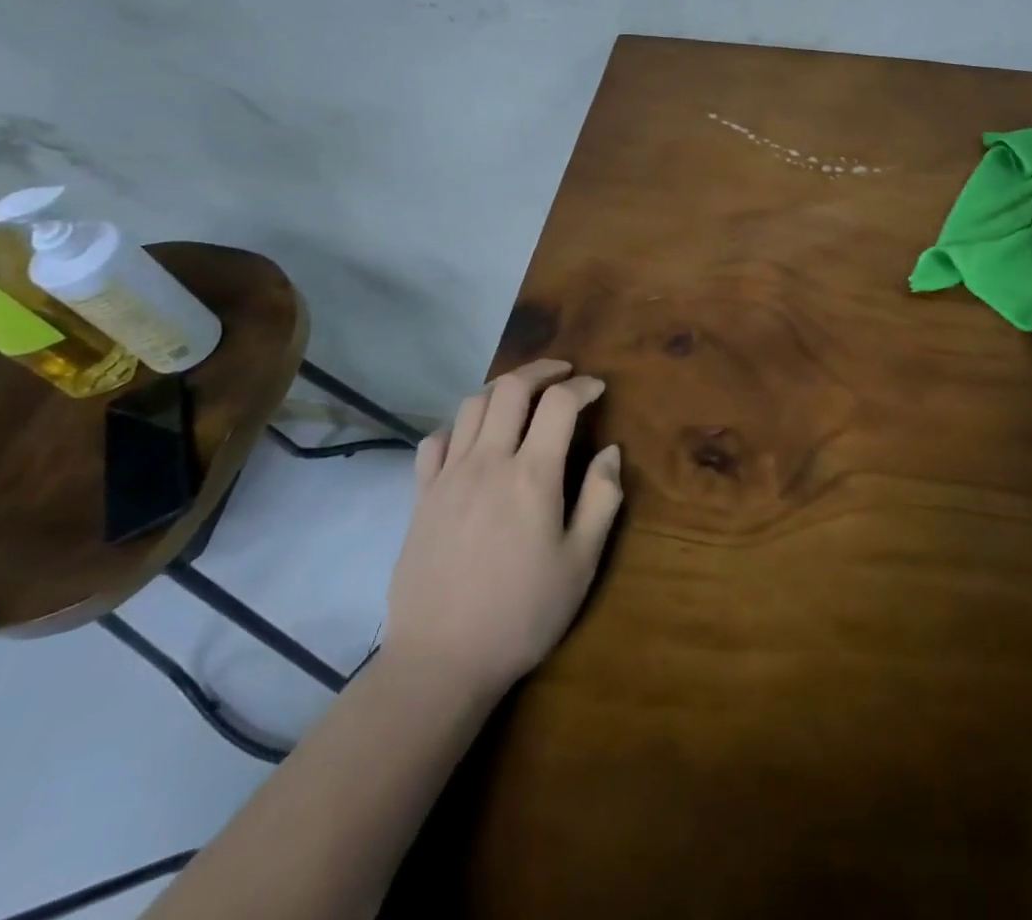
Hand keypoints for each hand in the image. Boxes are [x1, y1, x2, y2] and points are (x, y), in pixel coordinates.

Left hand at [384, 359, 623, 696]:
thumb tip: (611, 452)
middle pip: (511, 388)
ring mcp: (448, 477)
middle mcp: (488, 462)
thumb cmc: (522, 614)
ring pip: (471, 405)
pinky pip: (435, 441)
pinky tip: (472, 440)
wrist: (440, 662)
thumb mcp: (580, 563)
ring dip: (502, 390)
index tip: (597, 389)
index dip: (583, 387)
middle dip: (542, 370)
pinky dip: (458, 426)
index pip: (559, 404)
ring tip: (522, 398)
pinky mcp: (420, 497)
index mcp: (532, 476)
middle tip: (564, 374)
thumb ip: (601, 500)